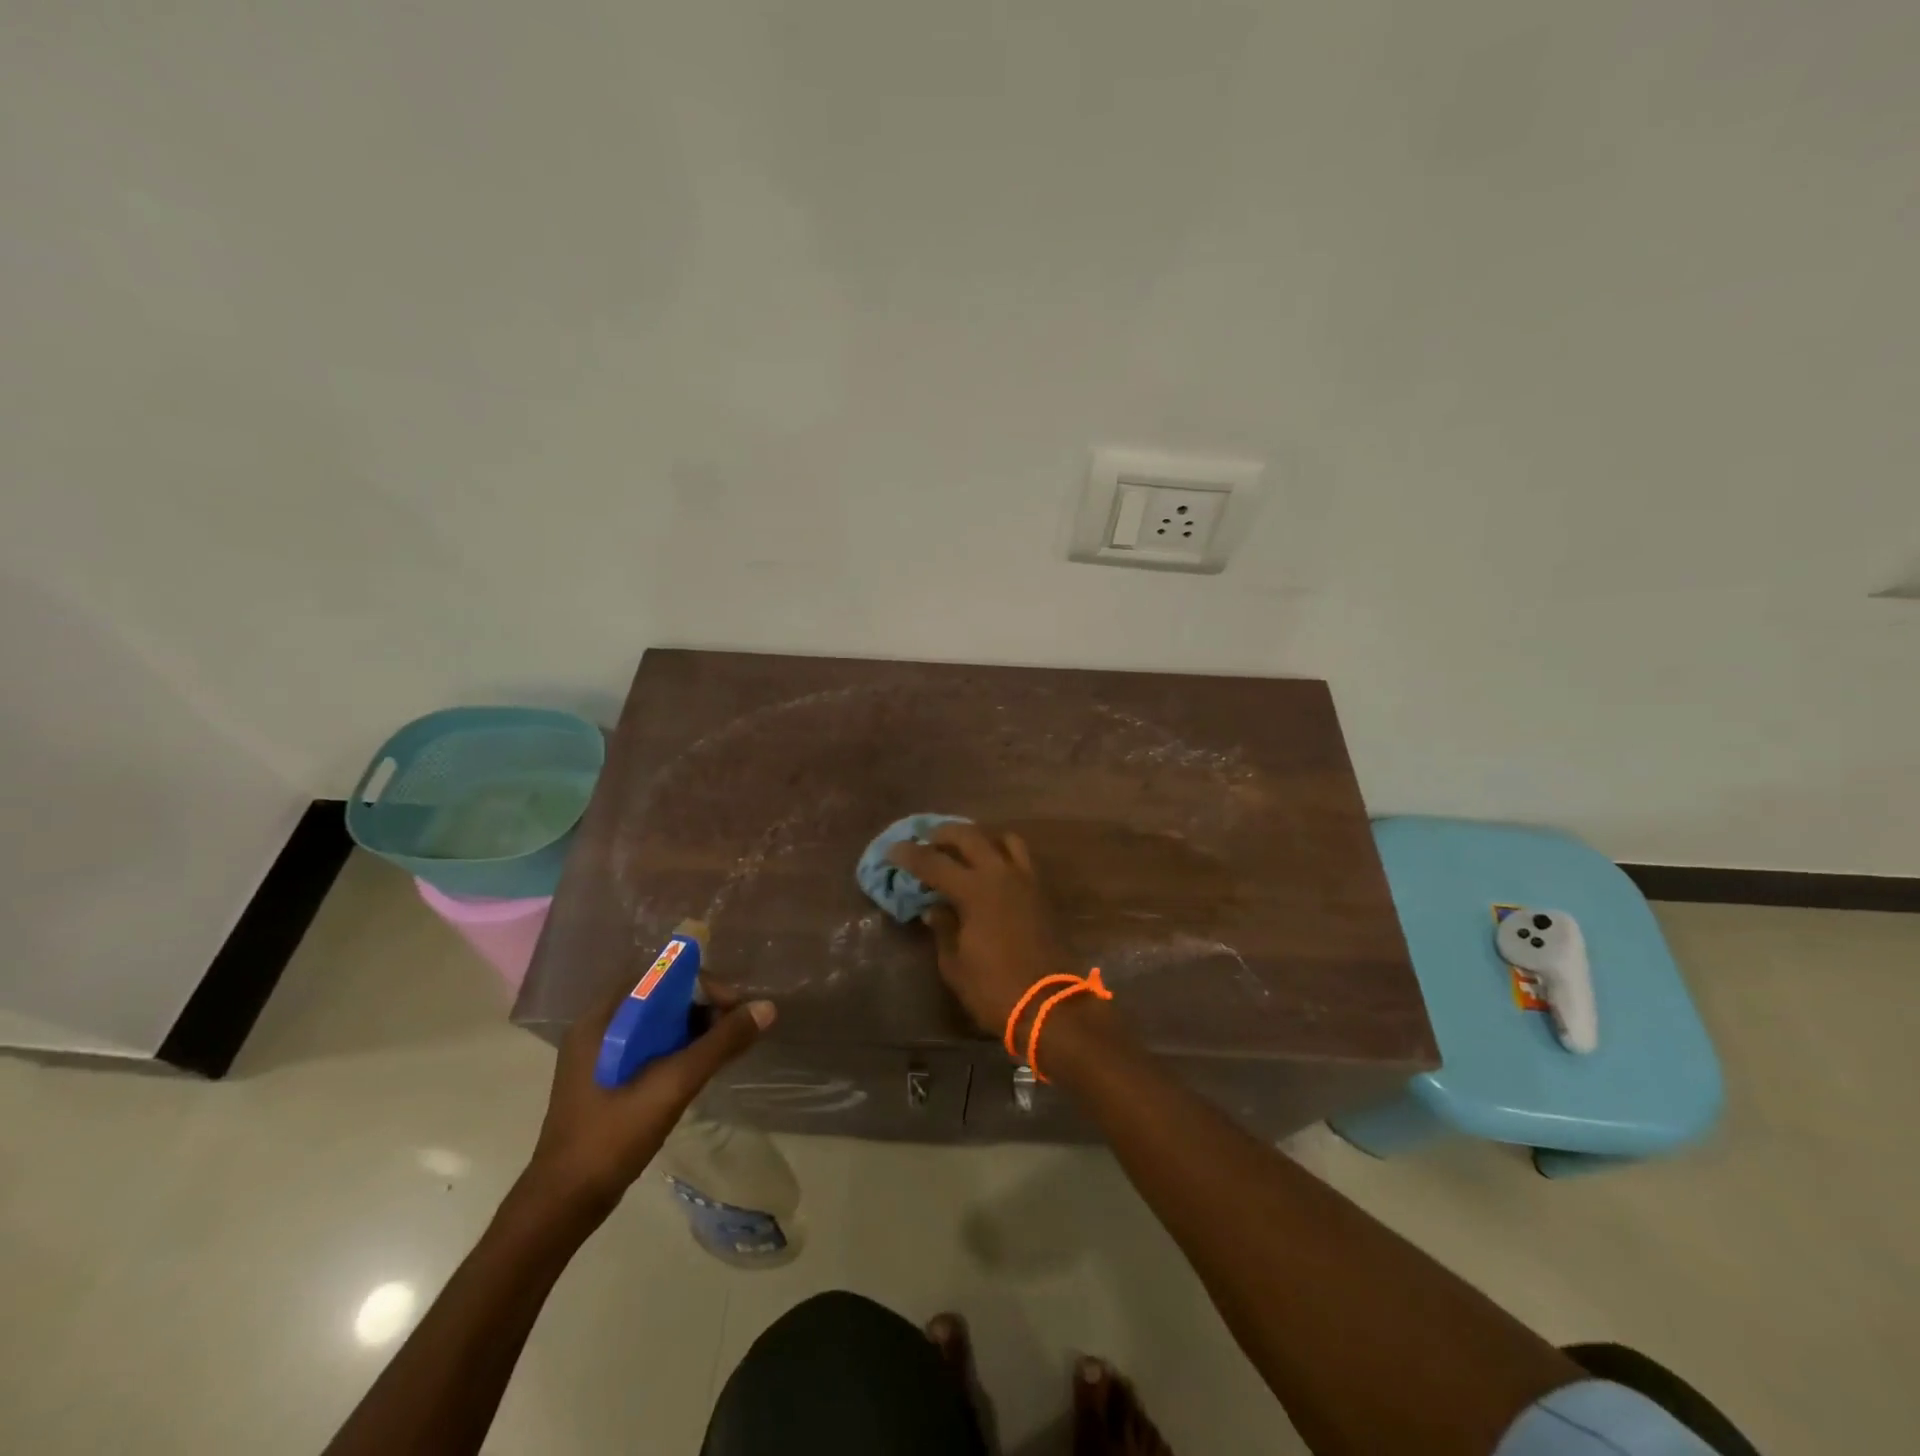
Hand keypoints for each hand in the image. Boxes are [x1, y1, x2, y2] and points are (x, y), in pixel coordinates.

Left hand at [525, 979, 774, 1212]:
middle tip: (733, 1030)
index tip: (731, 1008)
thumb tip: (766, 1008)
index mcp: (602, 1019)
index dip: (700, 983)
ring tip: (722, 1050)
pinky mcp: (606, 1080)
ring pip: (657, 1023)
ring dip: (692, 1029)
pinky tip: (698, 1070)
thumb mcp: (673, 1084)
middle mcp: (598, 1028)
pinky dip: (678, 1049)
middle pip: (660, 997)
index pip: (660, 975)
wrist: (563, 1204)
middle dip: (701, 1006)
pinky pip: (649, 1047)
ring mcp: (599, 1056)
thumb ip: (720, 1043)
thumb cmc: (613, 1136)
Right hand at [889, 822, 1076, 1036]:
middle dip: (944, 834)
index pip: (934, 862)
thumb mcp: (955, 965)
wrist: (1050, 1006)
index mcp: (975, 891)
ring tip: (964, 850)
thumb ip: (943, 928)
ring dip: (980, 838)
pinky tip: (991, 870)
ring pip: (1003, 839)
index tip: (892, 850)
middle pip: (969, 836)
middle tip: (926, 841)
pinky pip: (1021, 858)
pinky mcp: (1042, 892)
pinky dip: (1002, 853)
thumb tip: (934, 908)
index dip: (910, 854)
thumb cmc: (994, 989)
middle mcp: (1001, 875)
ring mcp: (1026, 880)